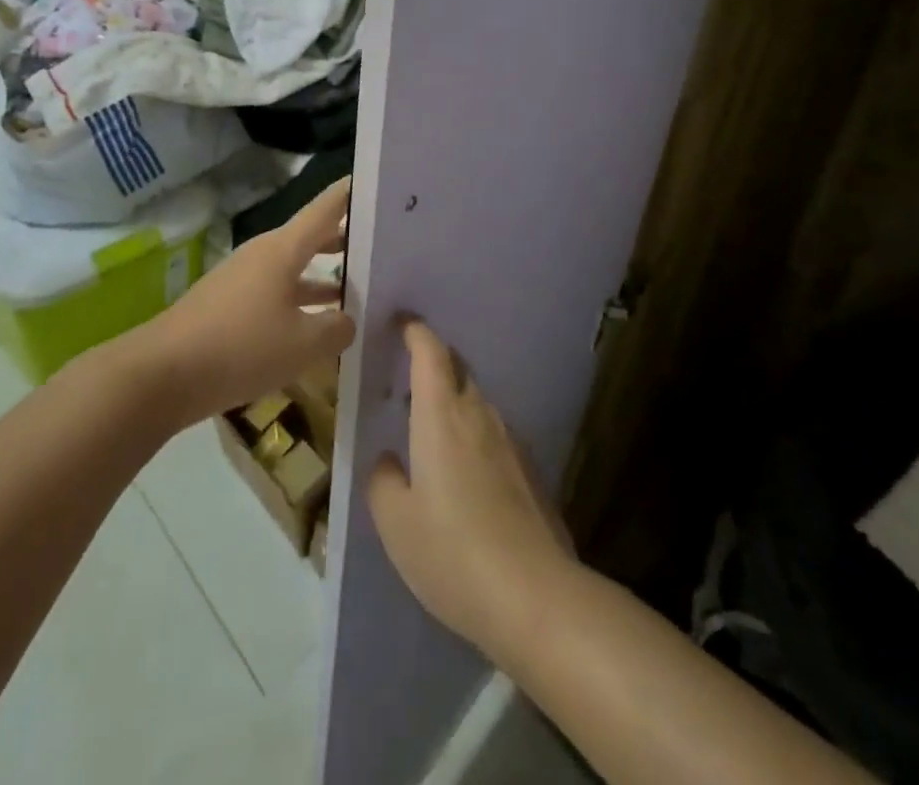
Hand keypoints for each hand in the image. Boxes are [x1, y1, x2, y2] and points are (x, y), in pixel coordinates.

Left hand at [132, 179, 355, 426]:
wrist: (163, 374)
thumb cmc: (241, 347)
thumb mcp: (303, 344)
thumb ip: (337, 328)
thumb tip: (348, 319)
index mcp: (284, 249)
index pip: (326, 208)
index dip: (351, 193)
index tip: (379, 182)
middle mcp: (264, 254)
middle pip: (312, 236)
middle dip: (347, 238)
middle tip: (383, 242)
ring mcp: (243, 278)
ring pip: (295, 267)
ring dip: (325, 274)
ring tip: (362, 286)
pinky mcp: (230, 305)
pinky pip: (277, 292)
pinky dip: (301, 299)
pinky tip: (317, 324)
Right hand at [367, 321, 574, 665]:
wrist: (535, 597)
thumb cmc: (452, 552)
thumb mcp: (395, 522)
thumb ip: (383, 479)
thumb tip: (388, 459)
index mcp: (441, 415)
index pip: (430, 351)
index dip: (415, 330)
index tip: (400, 322)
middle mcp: (479, 415)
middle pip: (457, 369)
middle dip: (433, 363)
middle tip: (407, 383)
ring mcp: (511, 442)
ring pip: (477, 402)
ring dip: (453, 402)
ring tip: (430, 432)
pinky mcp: (530, 471)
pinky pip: (494, 435)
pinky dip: (473, 435)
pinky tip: (464, 475)